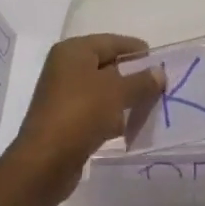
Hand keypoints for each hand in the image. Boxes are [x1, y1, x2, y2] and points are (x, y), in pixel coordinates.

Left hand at [5, 34, 162, 203]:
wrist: (44, 164)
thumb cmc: (81, 114)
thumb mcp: (118, 92)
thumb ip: (142, 80)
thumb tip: (160, 72)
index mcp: (74, 50)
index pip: (112, 42)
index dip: (137, 51)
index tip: (160, 63)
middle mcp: (65, 68)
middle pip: (107, 65)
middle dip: (132, 76)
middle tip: (157, 87)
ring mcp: (62, 95)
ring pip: (101, 90)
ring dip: (123, 98)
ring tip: (147, 108)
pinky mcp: (63, 120)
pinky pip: (93, 111)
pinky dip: (110, 116)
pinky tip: (125, 128)